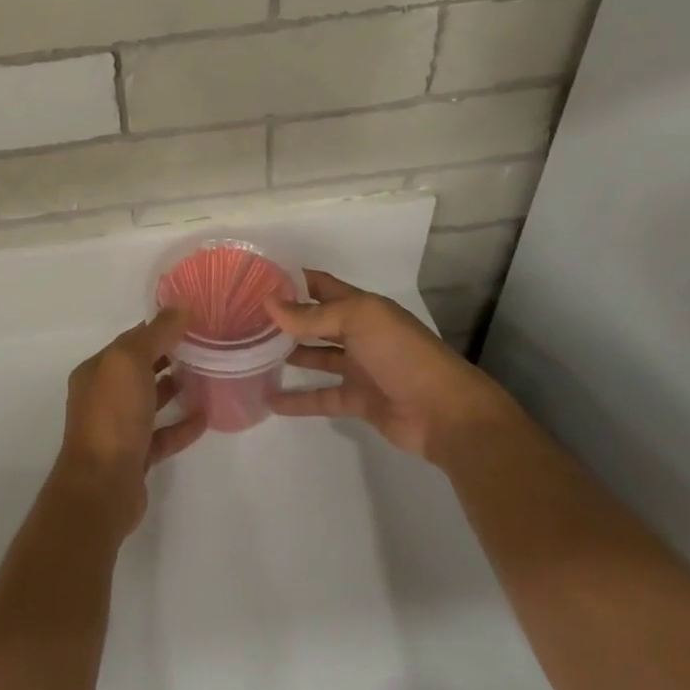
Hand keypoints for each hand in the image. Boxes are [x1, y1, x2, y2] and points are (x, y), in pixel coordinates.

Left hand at [56, 309, 206, 535]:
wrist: (102, 486)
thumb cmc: (112, 415)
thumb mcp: (130, 361)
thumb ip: (156, 334)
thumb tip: (180, 307)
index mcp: (97, 371)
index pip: (130, 341)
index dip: (159, 328)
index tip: (193, 320)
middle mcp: (103, 396)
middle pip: (140, 369)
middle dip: (169, 356)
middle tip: (207, 347)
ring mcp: (119, 428)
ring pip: (151, 401)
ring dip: (176, 388)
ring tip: (209, 376)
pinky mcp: (136, 456)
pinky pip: (163, 435)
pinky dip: (182, 425)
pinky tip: (206, 417)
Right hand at [265, 269, 507, 459]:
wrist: (445, 412)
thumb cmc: (402, 354)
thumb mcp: (358, 321)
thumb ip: (312, 316)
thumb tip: (268, 303)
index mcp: (362, 307)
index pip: (322, 286)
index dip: (294, 280)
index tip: (257, 277)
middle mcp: (359, 333)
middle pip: (317, 321)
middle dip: (286, 317)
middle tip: (245, 316)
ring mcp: (359, 368)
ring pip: (316, 357)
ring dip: (289, 354)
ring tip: (251, 353)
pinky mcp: (358, 400)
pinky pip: (320, 397)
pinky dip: (297, 400)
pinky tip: (269, 399)